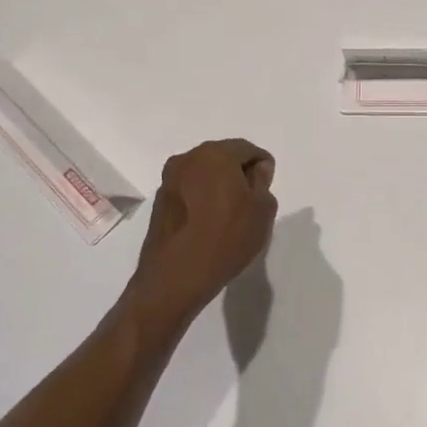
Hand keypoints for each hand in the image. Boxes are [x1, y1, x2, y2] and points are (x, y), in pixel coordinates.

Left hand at [128, 138, 278, 320]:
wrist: (176, 277)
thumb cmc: (227, 238)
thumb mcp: (262, 210)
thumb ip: (262, 182)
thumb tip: (255, 170)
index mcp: (215, 154)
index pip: (248, 149)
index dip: (262, 166)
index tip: (267, 189)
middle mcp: (187, 159)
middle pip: (222, 158)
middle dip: (238, 173)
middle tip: (251, 201)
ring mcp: (169, 180)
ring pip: (203, 174)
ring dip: (217, 186)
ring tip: (229, 214)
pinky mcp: (159, 202)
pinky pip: (189, 191)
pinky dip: (201, 199)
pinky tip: (208, 223)